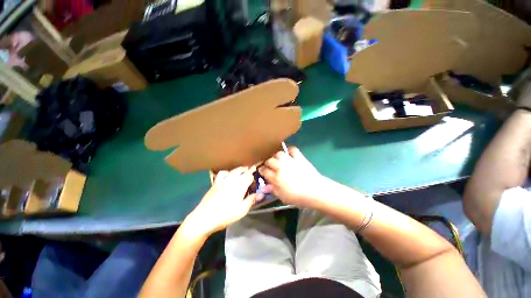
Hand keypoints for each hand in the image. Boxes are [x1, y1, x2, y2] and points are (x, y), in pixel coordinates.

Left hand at [185, 166, 267, 235]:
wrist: (204, 217)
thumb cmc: (226, 215)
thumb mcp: (242, 210)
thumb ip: (252, 200)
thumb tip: (261, 194)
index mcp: (240, 185)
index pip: (249, 175)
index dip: (254, 175)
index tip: (256, 177)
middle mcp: (232, 179)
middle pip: (241, 170)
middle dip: (247, 170)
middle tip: (251, 171)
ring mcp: (222, 180)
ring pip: (232, 170)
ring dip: (238, 169)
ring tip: (241, 172)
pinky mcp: (215, 183)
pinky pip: (222, 173)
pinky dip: (227, 172)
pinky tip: (228, 176)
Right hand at [259, 147, 325, 207]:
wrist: (316, 191)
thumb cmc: (299, 197)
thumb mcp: (283, 197)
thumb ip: (273, 190)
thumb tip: (265, 186)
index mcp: (276, 177)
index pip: (264, 171)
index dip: (262, 171)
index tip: (262, 172)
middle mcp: (281, 167)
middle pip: (270, 160)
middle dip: (268, 163)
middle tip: (270, 167)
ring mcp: (290, 161)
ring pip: (279, 153)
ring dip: (277, 157)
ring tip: (279, 160)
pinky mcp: (299, 157)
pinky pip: (293, 149)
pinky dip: (290, 151)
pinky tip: (290, 155)